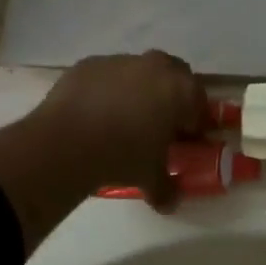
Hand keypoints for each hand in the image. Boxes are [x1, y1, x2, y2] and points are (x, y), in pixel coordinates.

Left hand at [25, 50, 206, 209]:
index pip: (198, 104)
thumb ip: (166, 188)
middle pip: (174, 76)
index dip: (193, 123)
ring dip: (138, 89)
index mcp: (180, 90)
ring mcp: (120, 61)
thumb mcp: (150, 177)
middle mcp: (155, 66)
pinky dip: (107, 89)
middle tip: (160, 123)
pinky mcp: (90, 63)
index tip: (185, 140)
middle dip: (171, 96)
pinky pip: (107, 75)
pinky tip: (95, 112)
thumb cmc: (122, 156)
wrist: (67, 141)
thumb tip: (170, 203)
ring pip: (138, 71)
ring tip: (123, 119)